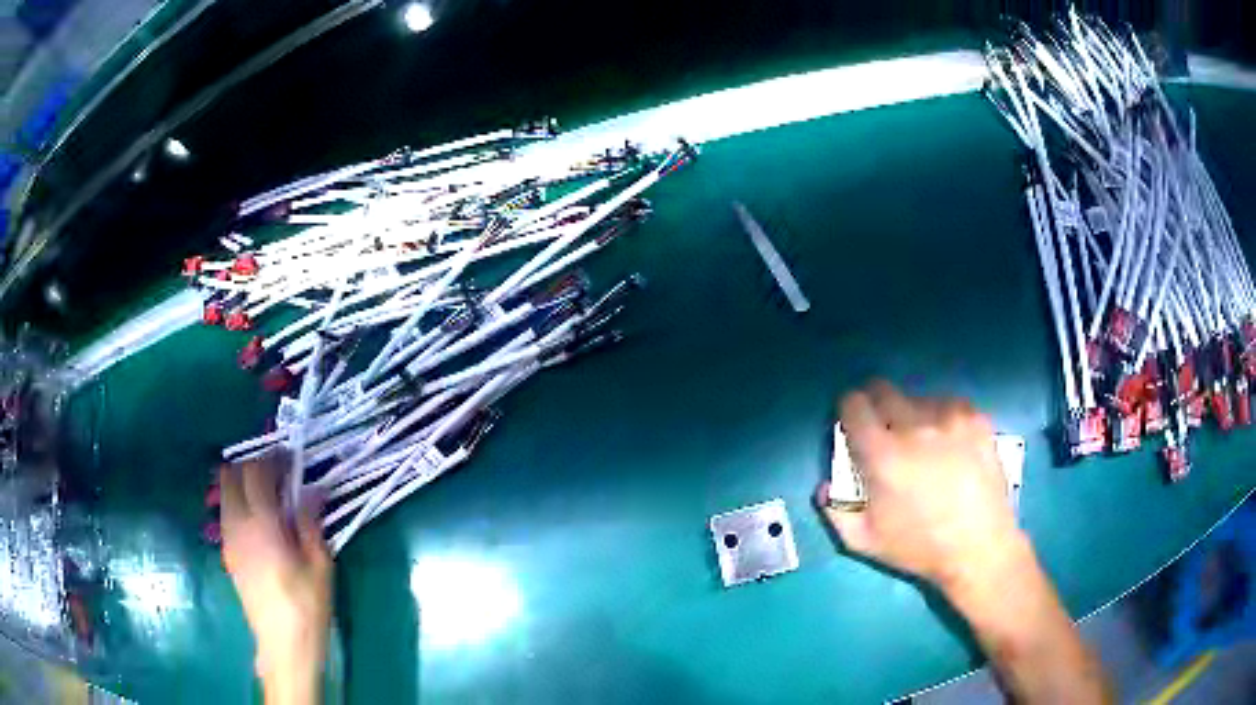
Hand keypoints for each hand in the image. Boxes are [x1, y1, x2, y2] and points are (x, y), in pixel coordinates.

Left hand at [220, 455, 330, 704]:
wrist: (283, 646)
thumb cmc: (307, 606)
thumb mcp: (319, 564)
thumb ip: (310, 521)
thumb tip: (313, 488)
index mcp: (260, 523)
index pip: (256, 471)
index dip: (272, 458)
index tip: (291, 459)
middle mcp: (236, 524)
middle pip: (231, 475)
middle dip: (253, 466)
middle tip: (279, 475)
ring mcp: (227, 539)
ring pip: (224, 493)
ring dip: (243, 484)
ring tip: (270, 497)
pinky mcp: (227, 553)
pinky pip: (226, 513)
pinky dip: (239, 504)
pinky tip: (261, 522)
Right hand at [816, 380, 1027, 591]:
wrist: (980, 547)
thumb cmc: (919, 548)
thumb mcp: (865, 542)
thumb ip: (834, 512)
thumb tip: (824, 485)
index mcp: (882, 455)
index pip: (853, 404)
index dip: (847, 409)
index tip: (852, 422)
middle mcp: (914, 426)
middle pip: (883, 389)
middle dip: (875, 405)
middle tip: (885, 430)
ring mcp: (949, 417)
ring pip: (917, 397)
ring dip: (912, 413)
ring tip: (923, 443)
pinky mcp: (975, 418)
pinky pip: (948, 403)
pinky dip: (942, 417)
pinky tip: (949, 443)